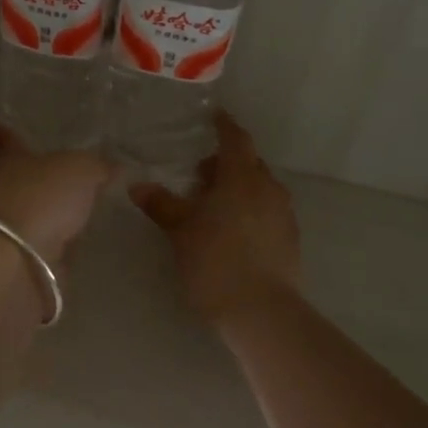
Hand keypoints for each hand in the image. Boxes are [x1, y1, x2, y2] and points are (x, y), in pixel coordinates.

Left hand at [0, 127, 112, 268]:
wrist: (19, 258)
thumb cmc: (43, 198)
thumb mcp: (81, 170)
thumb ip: (98, 166)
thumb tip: (112, 168)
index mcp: (15, 160)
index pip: (9, 139)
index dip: (1, 132)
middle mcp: (8, 189)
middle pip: (24, 177)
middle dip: (41, 176)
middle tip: (67, 175)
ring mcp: (14, 225)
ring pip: (36, 210)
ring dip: (53, 211)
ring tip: (81, 209)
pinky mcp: (24, 256)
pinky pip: (47, 242)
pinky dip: (60, 241)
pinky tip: (80, 241)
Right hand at [131, 112, 300, 326]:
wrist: (260, 310)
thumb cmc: (215, 260)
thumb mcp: (179, 230)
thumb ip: (161, 204)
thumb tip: (137, 185)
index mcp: (242, 177)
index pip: (236, 139)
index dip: (225, 126)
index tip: (214, 117)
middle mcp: (268, 188)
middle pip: (249, 164)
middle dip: (227, 163)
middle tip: (201, 175)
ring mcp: (284, 214)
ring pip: (260, 188)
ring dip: (239, 188)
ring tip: (214, 206)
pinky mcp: (290, 239)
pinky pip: (268, 210)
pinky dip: (251, 209)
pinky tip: (233, 230)